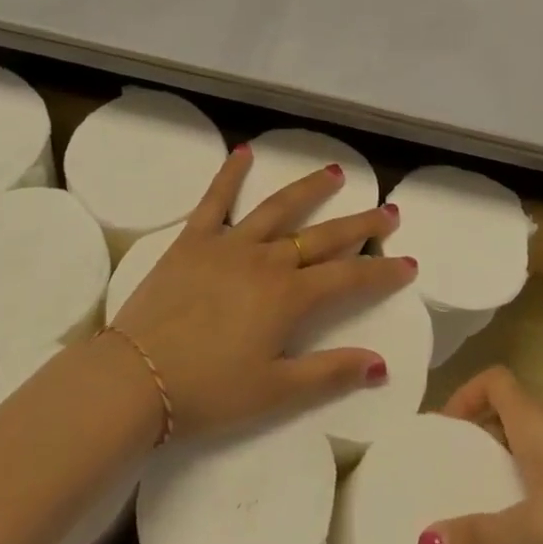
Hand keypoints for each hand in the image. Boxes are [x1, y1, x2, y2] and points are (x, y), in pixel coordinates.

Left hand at [107, 146, 415, 439]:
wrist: (135, 377)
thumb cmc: (208, 390)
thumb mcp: (274, 392)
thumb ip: (329, 373)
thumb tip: (380, 364)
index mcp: (289, 297)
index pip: (349, 277)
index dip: (382, 271)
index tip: (408, 263)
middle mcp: (267, 260)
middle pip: (323, 235)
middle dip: (360, 224)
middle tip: (389, 210)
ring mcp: (230, 243)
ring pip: (279, 207)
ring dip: (310, 189)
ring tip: (335, 172)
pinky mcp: (194, 238)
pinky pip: (215, 199)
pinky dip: (230, 173)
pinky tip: (243, 151)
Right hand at [421, 367, 542, 543]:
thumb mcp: (537, 530)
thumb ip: (482, 539)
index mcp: (534, 418)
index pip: (493, 379)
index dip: (464, 395)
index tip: (443, 433)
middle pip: (508, 415)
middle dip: (478, 442)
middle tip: (453, 481)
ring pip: (532, 449)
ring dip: (506, 472)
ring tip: (486, 515)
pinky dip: (535, 495)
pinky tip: (537, 541)